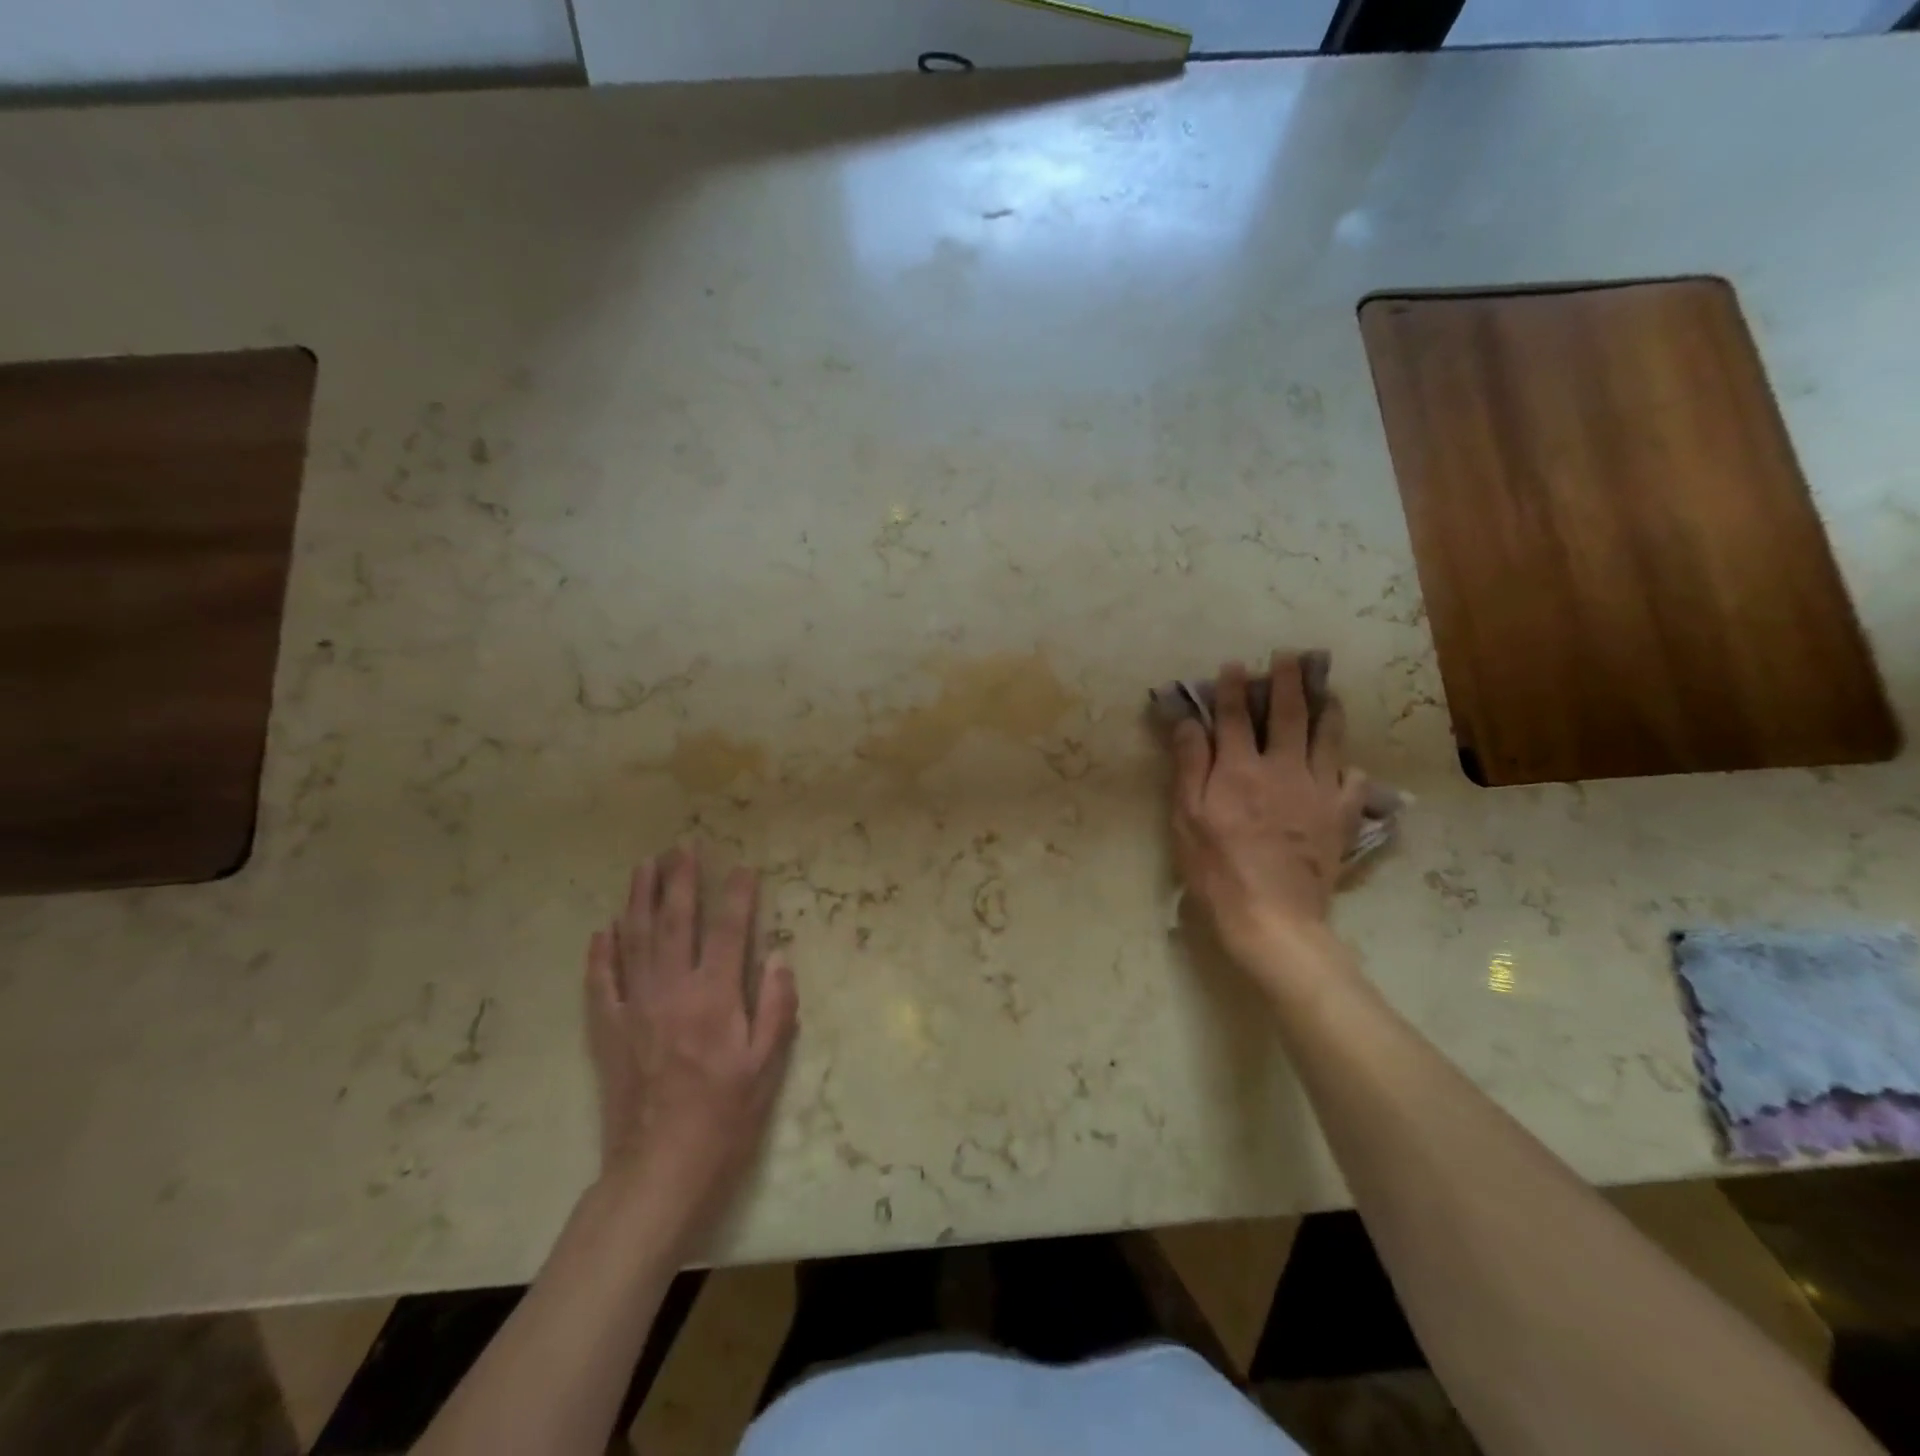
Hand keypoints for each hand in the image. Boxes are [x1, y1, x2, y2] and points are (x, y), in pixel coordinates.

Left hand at [584, 847, 797, 1252]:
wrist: (658, 1172)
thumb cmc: (723, 1119)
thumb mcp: (765, 1068)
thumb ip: (775, 1008)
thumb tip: (778, 959)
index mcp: (714, 998)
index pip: (730, 931)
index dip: (738, 895)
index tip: (743, 867)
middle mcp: (672, 991)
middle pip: (676, 922)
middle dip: (681, 880)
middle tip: (682, 846)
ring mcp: (634, 1008)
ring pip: (635, 940)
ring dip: (639, 899)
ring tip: (643, 866)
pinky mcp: (608, 1031)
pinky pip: (601, 982)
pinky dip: (601, 952)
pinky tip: (604, 928)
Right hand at [1168, 654, 1367, 969]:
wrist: (1271, 916)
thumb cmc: (1216, 868)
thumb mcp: (1186, 817)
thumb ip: (1189, 765)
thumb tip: (1188, 721)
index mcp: (1239, 769)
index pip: (1233, 716)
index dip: (1233, 688)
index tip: (1236, 664)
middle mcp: (1282, 769)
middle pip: (1287, 715)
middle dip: (1288, 681)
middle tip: (1292, 655)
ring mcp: (1317, 791)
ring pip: (1327, 738)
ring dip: (1327, 709)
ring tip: (1329, 691)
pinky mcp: (1340, 817)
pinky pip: (1353, 783)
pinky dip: (1351, 768)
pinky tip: (1349, 764)